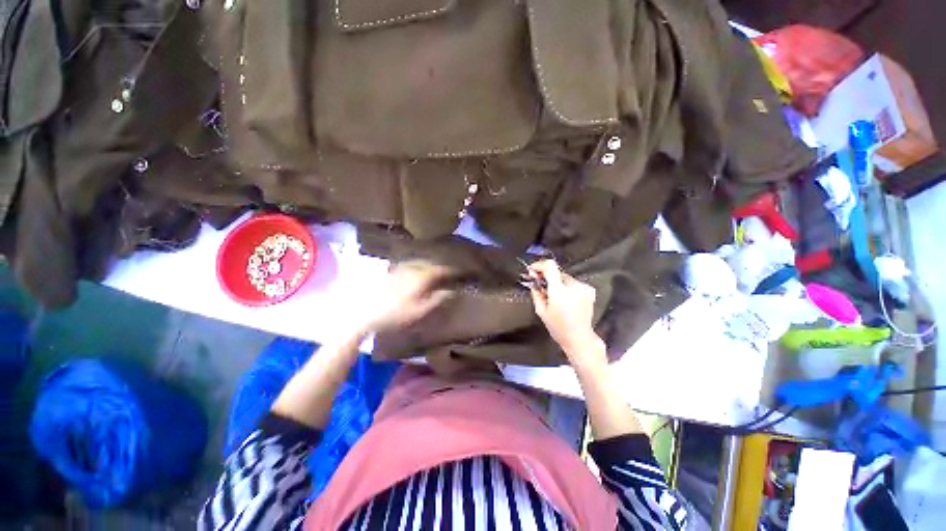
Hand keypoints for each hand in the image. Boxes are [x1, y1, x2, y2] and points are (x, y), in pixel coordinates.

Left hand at [362, 261, 452, 333]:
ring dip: (429, 266)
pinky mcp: (390, 273)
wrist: (364, 314)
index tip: (459, 272)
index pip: (440, 270)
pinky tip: (416, 273)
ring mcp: (399, 269)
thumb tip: (453, 291)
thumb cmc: (396, 314)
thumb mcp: (420, 310)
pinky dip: (417, 267)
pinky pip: (409, 265)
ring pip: (419, 263)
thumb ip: (438, 299)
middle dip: (440, 266)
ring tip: (434, 271)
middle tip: (448, 272)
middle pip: (430, 263)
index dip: (451, 271)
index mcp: (421, 277)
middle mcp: (411, 268)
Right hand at [528, 260, 605, 365]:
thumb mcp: (541, 311)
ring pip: (564, 278)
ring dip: (556, 282)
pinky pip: (573, 283)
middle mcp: (573, 285)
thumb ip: (536, 293)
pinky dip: (566, 287)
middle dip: (547, 276)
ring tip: (553, 295)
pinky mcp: (589, 290)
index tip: (532, 270)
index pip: (550, 266)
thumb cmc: (558, 327)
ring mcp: (583, 287)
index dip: (539, 265)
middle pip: (556, 272)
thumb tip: (534, 282)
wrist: (579, 337)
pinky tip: (564, 298)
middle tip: (540, 285)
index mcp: (560, 290)